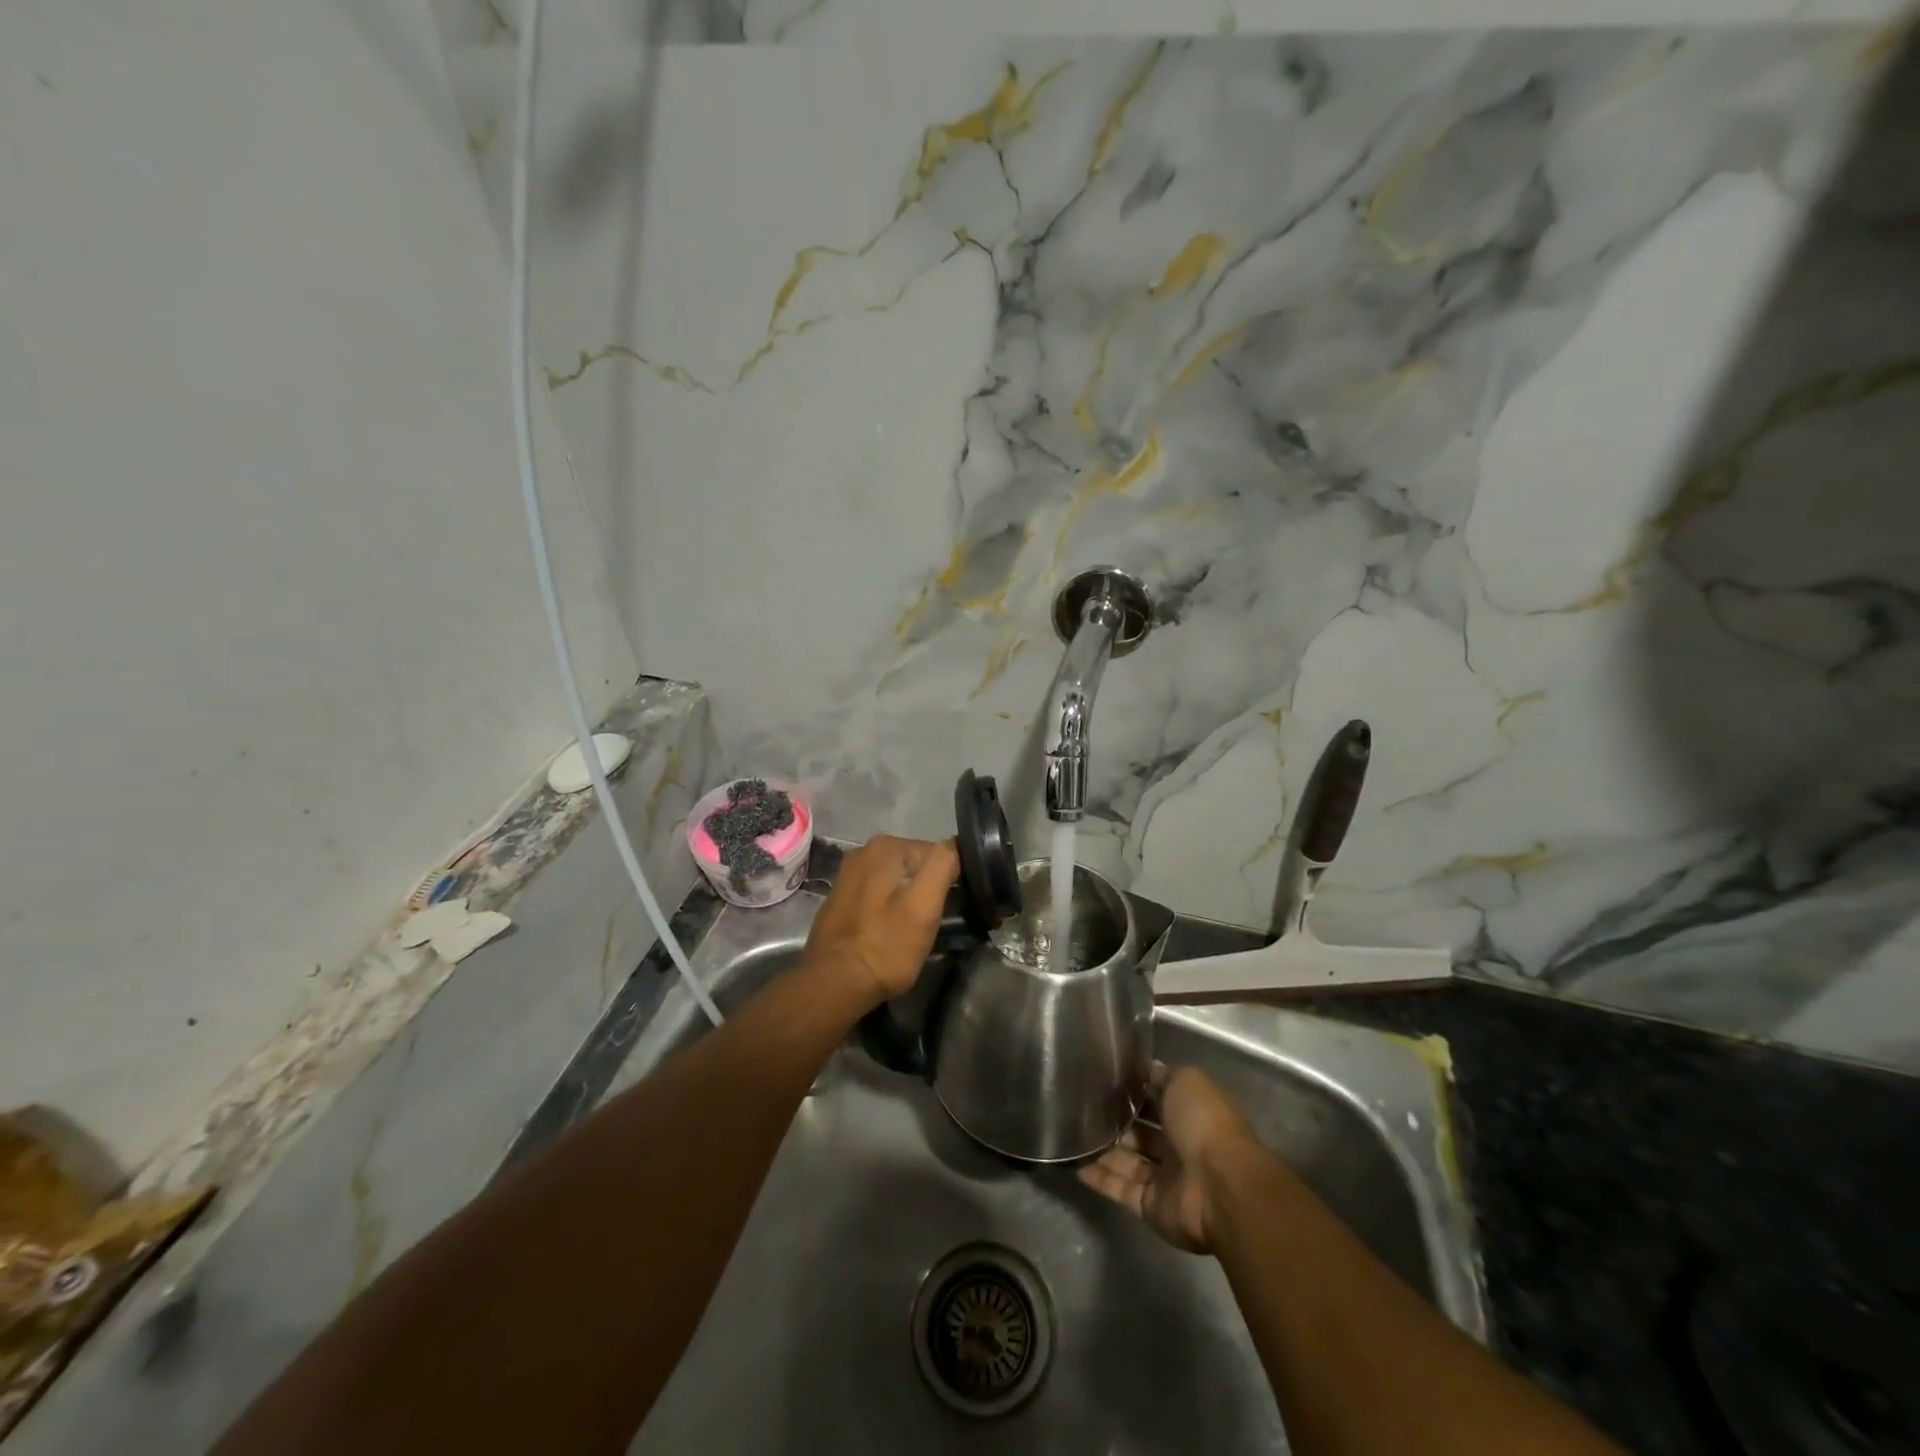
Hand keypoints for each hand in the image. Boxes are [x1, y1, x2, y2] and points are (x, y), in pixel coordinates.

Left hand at [802, 835, 958, 1008]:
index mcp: (886, 846)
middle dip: (928, 890)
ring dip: (909, 901)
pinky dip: (889, 908)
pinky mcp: (842, 897)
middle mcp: (864, 851)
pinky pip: (879, 895)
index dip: (950, 882)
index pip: (937, 854)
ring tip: (912, 931)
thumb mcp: (924, 905)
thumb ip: (942, 865)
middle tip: (931, 924)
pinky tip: (889, 931)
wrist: (834, 984)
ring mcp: (850, 874)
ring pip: (898, 882)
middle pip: (916, 866)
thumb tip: (955, 845)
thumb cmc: (885, 946)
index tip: (949, 910)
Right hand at [1079, 1064, 1260, 1254]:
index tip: (1103, 1077)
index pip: (1156, 1098)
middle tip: (1080, 1105)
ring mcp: (1164, 1178)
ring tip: (1070, 1132)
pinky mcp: (1150, 1205)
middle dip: (1115, 1119)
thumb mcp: (1185, 1082)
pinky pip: (1120, 1188)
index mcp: (1189, 1113)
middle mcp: (1178, 1144)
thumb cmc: (1204, 1124)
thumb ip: (1163, 1076)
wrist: (1220, 1188)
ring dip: (1102, 1148)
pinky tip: (1073, 1163)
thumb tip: (1145, 1070)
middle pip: (1140, 1131)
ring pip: (1126, 1159)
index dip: (1133, 1089)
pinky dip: (1098, 1177)